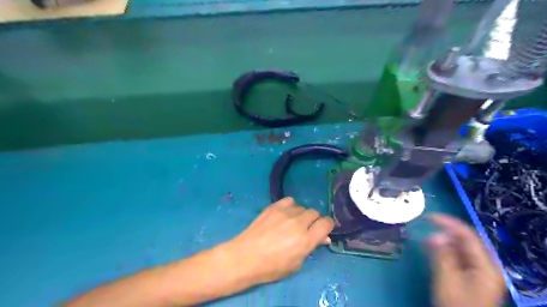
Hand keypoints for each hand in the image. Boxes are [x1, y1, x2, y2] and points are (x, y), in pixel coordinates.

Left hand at [225, 198, 333, 284]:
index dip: (328, 226)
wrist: (245, 257)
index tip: (324, 230)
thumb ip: (311, 248)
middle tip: (306, 229)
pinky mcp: (273, 207)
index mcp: (305, 240)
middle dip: (314, 221)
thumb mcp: (296, 264)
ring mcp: (285, 213)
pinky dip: (291, 207)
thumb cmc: (271, 267)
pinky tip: (285, 214)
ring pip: (302, 207)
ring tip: (293, 223)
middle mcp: (298, 223)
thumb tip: (324, 237)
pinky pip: (289, 201)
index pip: (326, 223)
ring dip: (302, 215)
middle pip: (315, 213)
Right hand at [424, 214, 505, 306]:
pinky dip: (444, 249)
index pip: (467, 235)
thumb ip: (442, 254)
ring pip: (460, 247)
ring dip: (443, 240)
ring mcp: (477, 270)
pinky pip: (457, 255)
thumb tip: (435, 234)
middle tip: (426, 227)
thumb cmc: (455, 303)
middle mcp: (484, 264)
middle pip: (465, 240)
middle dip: (445, 231)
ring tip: (425, 239)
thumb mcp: (447, 278)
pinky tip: (431, 248)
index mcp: (485, 265)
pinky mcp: (469, 275)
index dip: (448, 223)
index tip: (428, 216)